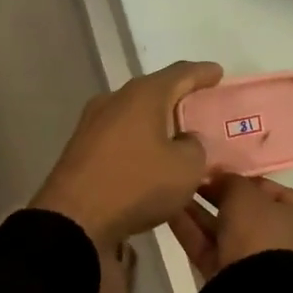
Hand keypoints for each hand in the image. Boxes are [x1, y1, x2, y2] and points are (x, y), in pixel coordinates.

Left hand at [30, 60, 223, 247]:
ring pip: (134, 115)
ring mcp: (92, 123)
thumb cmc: (136, 185)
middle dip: (178, 98)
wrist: (74, 219)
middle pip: (154, 91)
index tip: (218, 73)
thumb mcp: (185, 169)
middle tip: (201, 108)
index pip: (181, 73)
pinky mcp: (81, 148)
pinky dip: (138, 141)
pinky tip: (149, 157)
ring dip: (156, 123)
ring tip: (177, 136)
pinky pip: (120, 136)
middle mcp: (114, 99)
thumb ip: (195, 147)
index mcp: (143, 95)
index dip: (203, 73)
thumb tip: (185, 141)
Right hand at [168, 172, 292, 283]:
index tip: (216, 173)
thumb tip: (218, 179)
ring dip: (199, 212)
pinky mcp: (230, 275)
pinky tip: (169, 212)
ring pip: (223, 229)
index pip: (270, 189)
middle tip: (192, 182)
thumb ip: (230, 181)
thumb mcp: (245, 195)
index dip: (242, 178)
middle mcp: (283, 237)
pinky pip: (209, 247)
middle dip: (216, 197)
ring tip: (174, 193)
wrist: (254, 291)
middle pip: (244, 210)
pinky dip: (190, 230)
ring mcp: (256, 259)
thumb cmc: (261, 232)